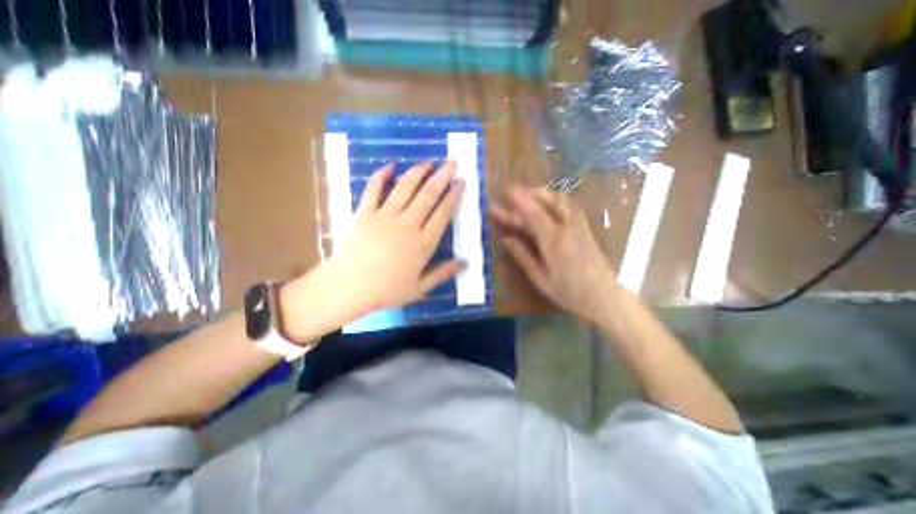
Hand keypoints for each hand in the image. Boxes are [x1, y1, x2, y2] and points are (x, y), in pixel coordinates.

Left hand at [324, 161, 466, 309]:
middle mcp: (407, 224)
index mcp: (423, 243)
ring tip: (428, 162)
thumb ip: (443, 273)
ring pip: (405, 188)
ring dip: (418, 172)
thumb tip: (466, 263)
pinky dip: (380, 176)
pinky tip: (389, 166)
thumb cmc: (387, 290)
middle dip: (442, 177)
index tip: (461, 182)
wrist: (349, 286)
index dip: (453, 196)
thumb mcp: (420, 287)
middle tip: (452, 162)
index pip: (443, 214)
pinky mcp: (365, 213)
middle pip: (428, 195)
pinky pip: (373, 189)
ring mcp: (385, 216)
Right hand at [486, 186, 621, 321]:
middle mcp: (567, 228)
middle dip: (528, 194)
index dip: (520, 200)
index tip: (508, 190)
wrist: (604, 296)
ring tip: (528, 194)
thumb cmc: (569, 292)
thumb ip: (523, 257)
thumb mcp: (540, 278)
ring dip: (543, 194)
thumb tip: (507, 240)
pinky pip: (570, 206)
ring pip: (561, 201)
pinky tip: (548, 202)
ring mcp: (579, 226)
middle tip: (512, 193)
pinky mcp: (585, 228)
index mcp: (553, 241)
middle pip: (547, 203)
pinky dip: (556, 199)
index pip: (534, 214)